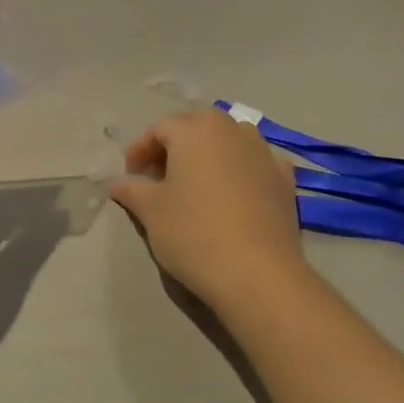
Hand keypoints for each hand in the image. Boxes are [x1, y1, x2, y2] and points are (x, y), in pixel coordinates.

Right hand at [110, 109, 308, 311]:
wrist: (258, 274)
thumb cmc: (193, 233)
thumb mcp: (150, 210)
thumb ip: (130, 188)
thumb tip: (117, 182)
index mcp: (196, 130)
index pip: (159, 129)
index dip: (140, 150)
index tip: (130, 176)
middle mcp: (233, 130)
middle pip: (196, 128)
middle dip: (174, 148)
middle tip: (158, 179)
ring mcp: (265, 153)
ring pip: (229, 142)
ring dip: (208, 156)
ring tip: (195, 187)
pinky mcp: (286, 180)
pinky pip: (255, 164)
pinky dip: (239, 172)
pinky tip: (232, 197)